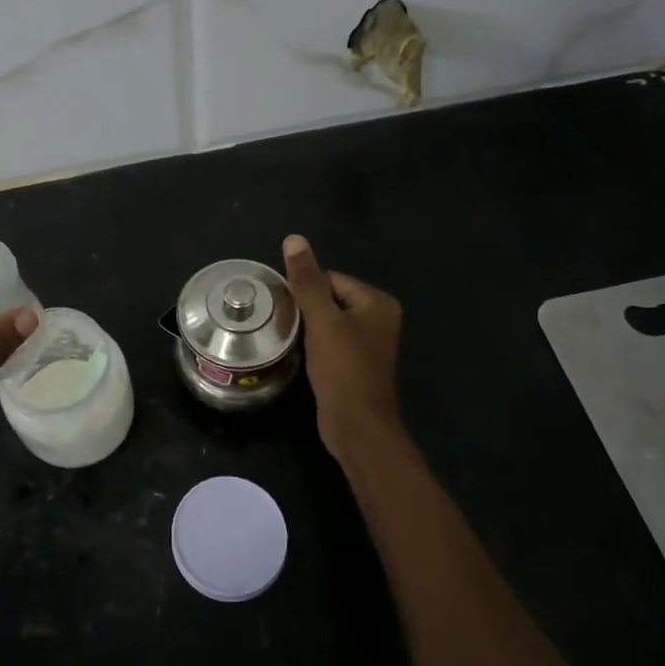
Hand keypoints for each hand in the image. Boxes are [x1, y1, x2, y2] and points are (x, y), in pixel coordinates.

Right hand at [282, 234, 404, 459]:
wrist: (357, 426)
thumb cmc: (343, 370)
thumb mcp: (322, 321)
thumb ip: (307, 281)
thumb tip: (294, 238)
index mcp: (377, 302)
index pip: (331, 279)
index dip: (305, 292)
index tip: (287, 310)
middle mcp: (379, 317)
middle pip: (330, 297)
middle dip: (306, 309)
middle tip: (285, 325)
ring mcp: (369, 341)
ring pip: (328, 320)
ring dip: (308, 327)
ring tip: (291, 339)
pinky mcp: (356, 362)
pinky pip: (331, 339)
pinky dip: (315, 343)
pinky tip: (302, 354)